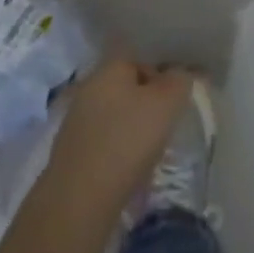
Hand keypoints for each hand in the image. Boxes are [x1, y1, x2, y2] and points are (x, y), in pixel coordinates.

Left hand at [41, 56, 193, 218]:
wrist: (80, 197)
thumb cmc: (127, 140)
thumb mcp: (166, 104)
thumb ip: (179, 81)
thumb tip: (182, 72)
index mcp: (109, 68)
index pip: (139, 56)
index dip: (162, 71)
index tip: (178, 94)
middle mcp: (88, 86)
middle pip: (126, 84)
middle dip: (148, 98)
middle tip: (169, 119)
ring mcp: (76, 117)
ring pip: (114, 110)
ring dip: (133, 122)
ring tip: (153, 145)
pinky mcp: (72, 147)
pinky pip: (104, 135)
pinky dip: (119, 144)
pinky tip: (130, 163)